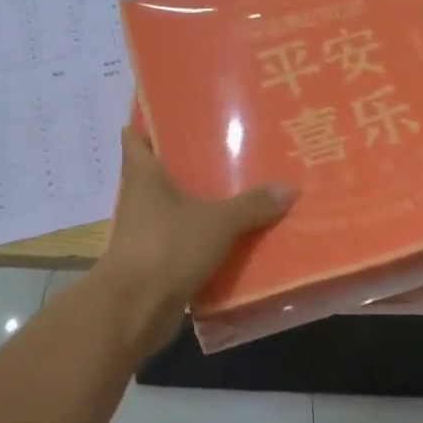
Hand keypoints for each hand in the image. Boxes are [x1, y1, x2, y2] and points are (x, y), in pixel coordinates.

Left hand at [99, 129, 295, 353]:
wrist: (134, 310)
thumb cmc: (167, 248)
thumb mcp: (217, 222)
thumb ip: (252, 205)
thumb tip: (289, 187)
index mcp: (144, 177)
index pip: (136, 139)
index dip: (148, 124)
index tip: (172, 112)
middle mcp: (140, 200)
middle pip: (159, 174)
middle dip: (186, 164)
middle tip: (224, 149)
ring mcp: (145, 234)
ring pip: (173, 210)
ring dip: (197, 205)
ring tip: (236, 191)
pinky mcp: (154, 264)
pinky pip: (183, 243)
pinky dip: (202, 241)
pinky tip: (232, 238)